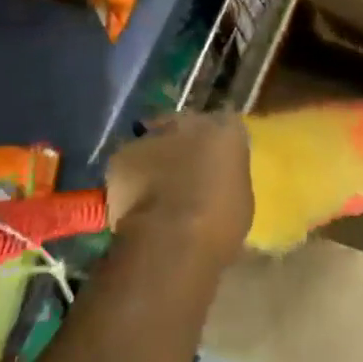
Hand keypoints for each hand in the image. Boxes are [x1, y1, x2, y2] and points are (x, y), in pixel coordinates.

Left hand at [105, 111, 252, 266]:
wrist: (173, 240)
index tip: (212, 162)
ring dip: (153, 160)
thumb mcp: (241, 199)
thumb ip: (226, 177)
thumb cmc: (220, 223)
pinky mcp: (121, 155)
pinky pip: (127, 164)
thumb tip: (216, 180)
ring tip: (153, 193)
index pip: (224, 125)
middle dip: (181, 143)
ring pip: (153, 142)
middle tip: (180, 174)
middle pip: (184, 125)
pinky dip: (128, 179)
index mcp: (228, 129)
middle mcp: (191, 121)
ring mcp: (153, 135)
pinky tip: (132, 204)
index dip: (215, 144)